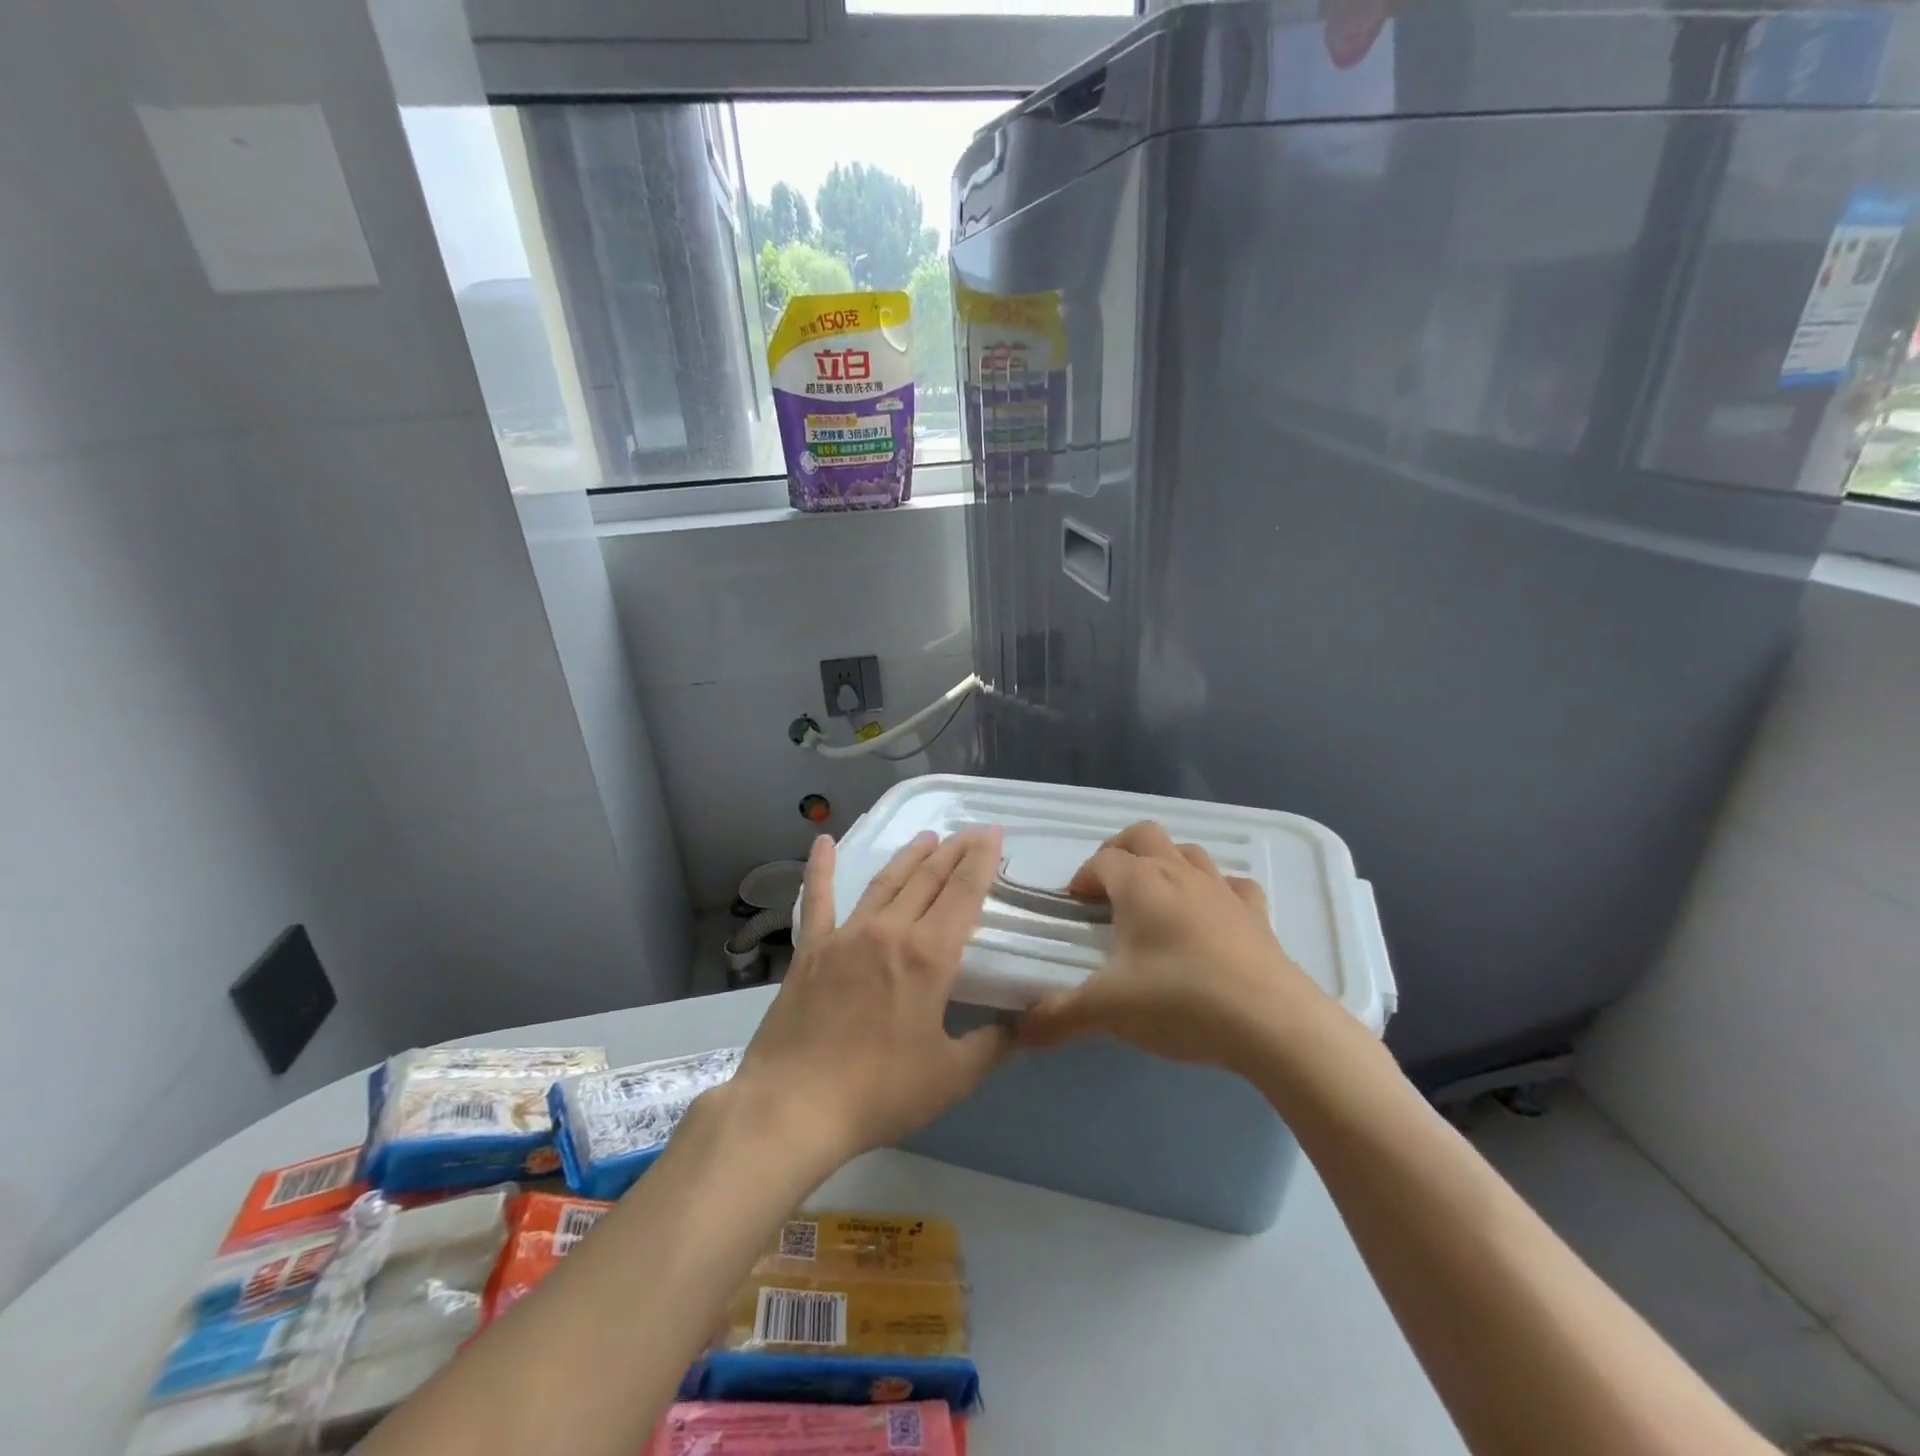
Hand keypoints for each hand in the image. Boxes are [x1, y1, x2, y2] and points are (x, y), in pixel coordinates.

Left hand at [725, 828, 1009, 1168]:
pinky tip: (822, 841)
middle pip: (927, 878)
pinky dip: (820, 868)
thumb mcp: (951, 1076)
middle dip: (953, 851)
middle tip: (970, 832)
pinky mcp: (810, 949)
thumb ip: (993, 1045)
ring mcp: (846, 935)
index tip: (993, 834)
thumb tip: (1025, 1027)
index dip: (981, 860)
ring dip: (909, 856)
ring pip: (885, 882)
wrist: (794, 1106)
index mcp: (929, 956)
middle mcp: (889, 931)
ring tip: (928, 836)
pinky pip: (817, 899)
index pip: (964, 893)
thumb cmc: (880, 1092)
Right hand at [1018, 821, 1334, 1072]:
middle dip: (1119, 852)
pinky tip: (1210, 916)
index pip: (1101, 861)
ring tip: (1154, 900)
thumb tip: (1017, 1032)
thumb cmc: (1179, 1001)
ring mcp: (1222, 890)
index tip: (1072, 907)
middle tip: (1107, 889)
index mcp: (1140, 884)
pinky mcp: (1256, 915)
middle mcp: (1179, 873)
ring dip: (1165, 864)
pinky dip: (1215, 890)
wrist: (1272, 1024)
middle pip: (1144, 836)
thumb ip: (1057, 1016)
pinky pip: (1232, 885)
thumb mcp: (1107, 1010)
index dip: (1082, 878)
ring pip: (1188, 852)